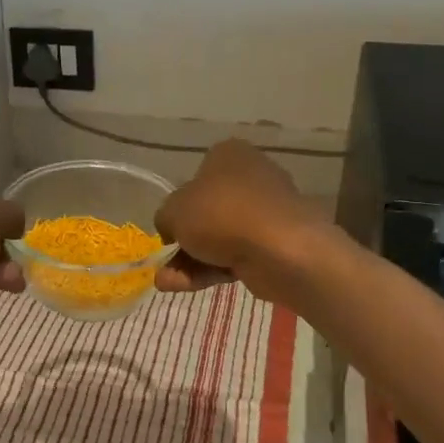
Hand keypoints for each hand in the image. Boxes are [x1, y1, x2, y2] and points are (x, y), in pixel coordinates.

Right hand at [155, 140, 334, 303]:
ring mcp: (264, 213)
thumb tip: (172, 230)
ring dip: (189, 261)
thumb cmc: (220, 214)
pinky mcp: (273, 244)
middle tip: (164, 263)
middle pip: (205, 213)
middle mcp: (250, 178)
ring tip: (167, 283)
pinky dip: (210, 270)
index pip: (195, 178)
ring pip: (217, 238)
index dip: (177, 206)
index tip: (169, 229)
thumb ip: (164, 218)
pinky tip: (186, 286)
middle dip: (182, 243)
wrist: (280, 249)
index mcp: (228, 155)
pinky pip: (234, 255)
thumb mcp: (173, 211)